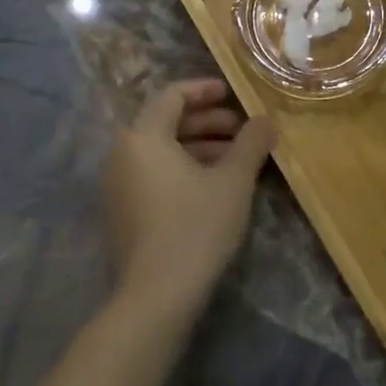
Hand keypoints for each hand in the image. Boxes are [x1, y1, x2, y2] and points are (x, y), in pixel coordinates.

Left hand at [103, 80, 275, 320]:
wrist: (157, 296)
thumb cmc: (196, 225)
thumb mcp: (233, 179)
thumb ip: (251, 142)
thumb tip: (266, 119)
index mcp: (143, 137)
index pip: (172, 95)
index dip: (204, 89)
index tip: (232, 93)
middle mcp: (123, 155)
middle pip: (166, 122)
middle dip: (207, 121)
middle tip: (242, 128)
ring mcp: (119, 186)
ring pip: (162, 151)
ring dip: (200, 146)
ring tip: (236, 158)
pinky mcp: (124, 213)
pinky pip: (155, 174)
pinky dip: (184, 169)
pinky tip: (216, 185)